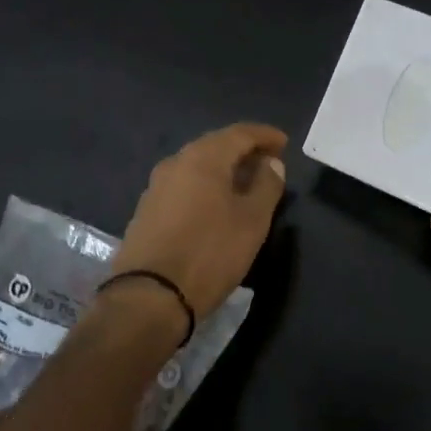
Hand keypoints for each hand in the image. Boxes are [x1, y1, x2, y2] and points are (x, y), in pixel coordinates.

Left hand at [114, 122, 287, 318]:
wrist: (148, 297)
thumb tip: (271, 163)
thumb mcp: (252, 221)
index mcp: (203, 158)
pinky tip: (217, 203)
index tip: (284, 142)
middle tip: (267, 160)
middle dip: (243, 149)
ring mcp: (157, 186)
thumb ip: (266, 185)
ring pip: (197, 166)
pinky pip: (184, 185)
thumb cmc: (209, 253)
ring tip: (246, 182)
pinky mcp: (147, 210)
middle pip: (215, 145)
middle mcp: (176, 163)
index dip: (264, 135)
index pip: (240, 133)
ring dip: (224, 168)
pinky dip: (206, 185)